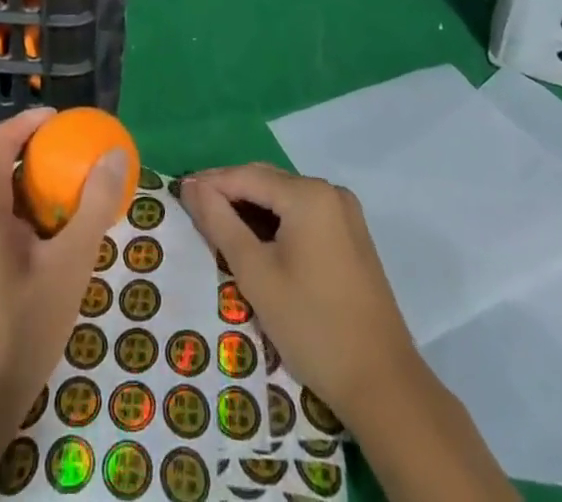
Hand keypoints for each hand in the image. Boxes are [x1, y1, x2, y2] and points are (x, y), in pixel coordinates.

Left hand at [0, 107, 130, 429]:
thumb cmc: (19, 328)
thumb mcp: (69, 266)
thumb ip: (93, 207)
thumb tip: (114, 154)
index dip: (26, 122)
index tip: (60, 118)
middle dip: (20, 142)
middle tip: (60, 145)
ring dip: (15, 173)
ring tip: (56, 183)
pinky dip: (10, 203)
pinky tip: (40, 232)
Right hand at [180, 163, 419, 429]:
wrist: (383, 385)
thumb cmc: (312, 326)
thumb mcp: (256, 274)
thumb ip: (220, 222)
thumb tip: (191, 186)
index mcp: (308, 194)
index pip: (246, 176)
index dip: (210, 183)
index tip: (178, 194)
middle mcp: (329, 191)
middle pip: (267, 181)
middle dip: (229, 191)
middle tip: (194, 209)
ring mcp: (345, 213)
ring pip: (285, 197)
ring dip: (252, 207)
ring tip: (218, 224)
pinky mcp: (352, 236)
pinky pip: (304, 214)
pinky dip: (276, 221)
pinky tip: (257, 240)